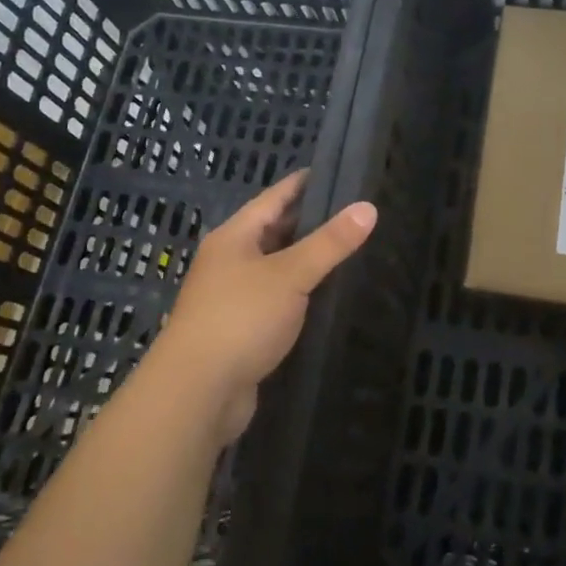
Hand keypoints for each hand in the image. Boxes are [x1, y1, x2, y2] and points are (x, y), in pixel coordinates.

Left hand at [148, 170, 376, 442]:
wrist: (197, 392)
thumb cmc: (240, 319)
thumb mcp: (290, 274)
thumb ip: (330, 243)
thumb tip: (368, 208)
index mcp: (235, 237)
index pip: (274, 198)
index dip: (305, 183)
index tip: (339, 173)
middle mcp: (230, 261)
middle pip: (274, 231)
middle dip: (311, 222)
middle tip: (355, 213)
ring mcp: (233, 297)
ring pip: (276, 268)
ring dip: (307, 260)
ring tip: (349, 250)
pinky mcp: (241, 330)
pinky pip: (276, 300)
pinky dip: (300, 293)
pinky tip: (326, 295)